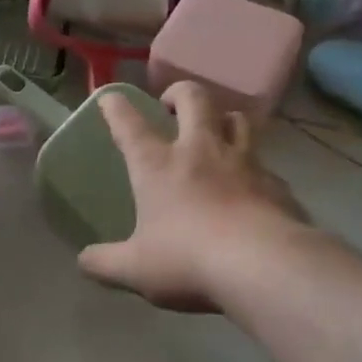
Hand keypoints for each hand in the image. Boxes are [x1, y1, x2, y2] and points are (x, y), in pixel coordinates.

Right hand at [79, 82, 307, 311]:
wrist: (263, 265)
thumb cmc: (188, 259)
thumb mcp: (135, 269)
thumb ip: (105, 263)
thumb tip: (84, 261)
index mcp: (158, 165)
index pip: (130, 125)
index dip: (116, 107)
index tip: (110, 97)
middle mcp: (201, 150)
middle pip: (194, 99)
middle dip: (180, 93)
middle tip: (172, 104)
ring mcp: (244, 162)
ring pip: (238, 119)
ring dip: (224, 118)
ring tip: (218, 131)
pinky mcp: (276, 183)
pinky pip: (266, 165)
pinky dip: (256, 170)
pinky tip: (253, 189)